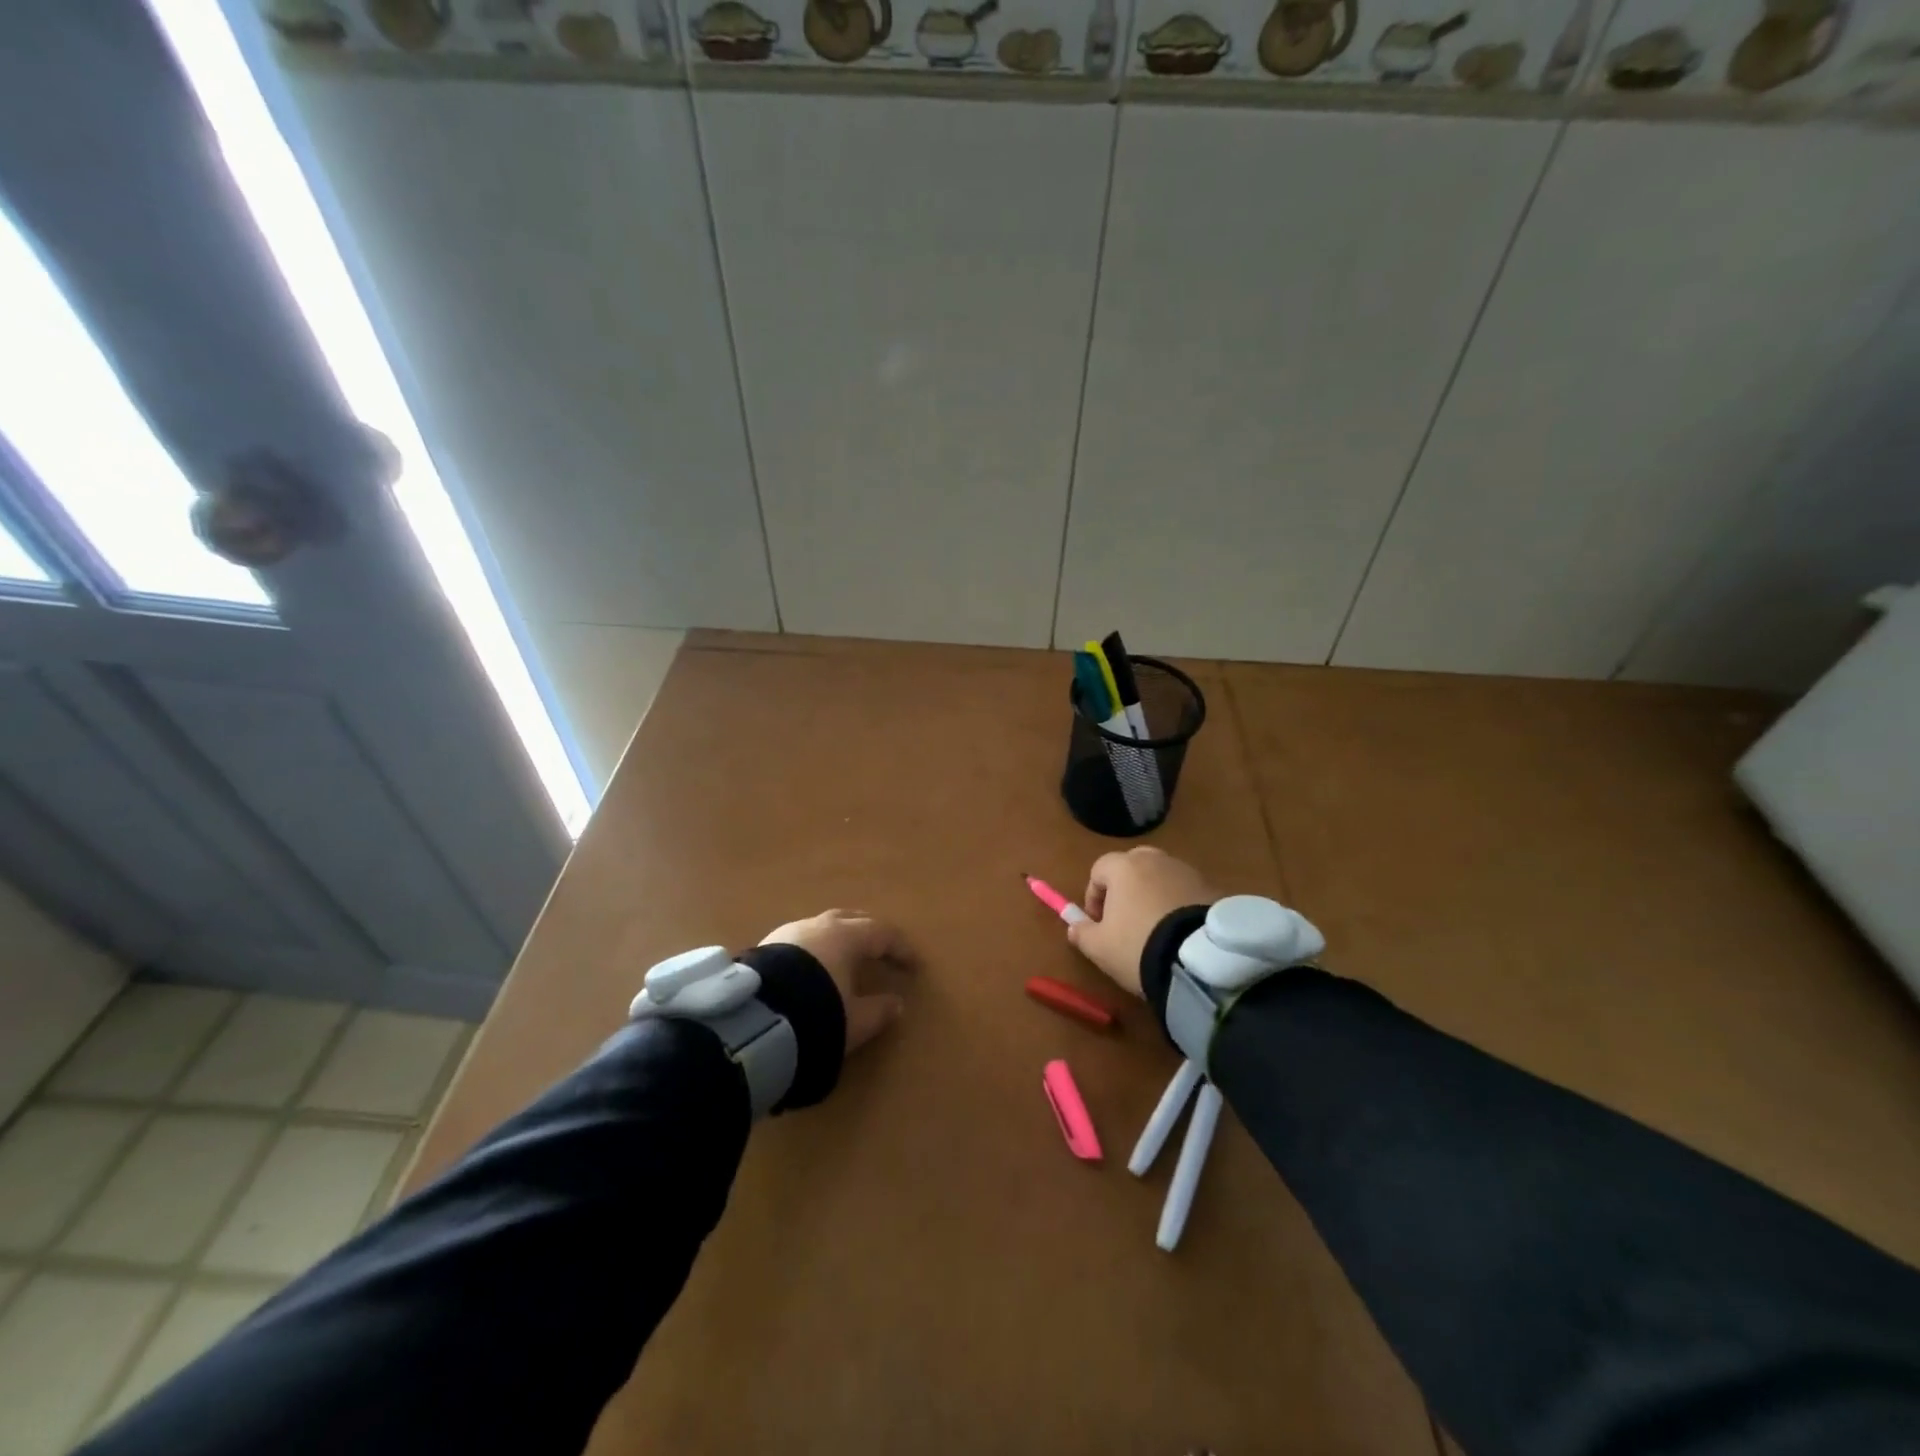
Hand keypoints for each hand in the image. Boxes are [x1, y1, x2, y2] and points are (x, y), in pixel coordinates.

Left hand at [760, 910, 909, 1054]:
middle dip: (869, 933)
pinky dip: (815, 950)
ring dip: (838, 939)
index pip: (882, 933)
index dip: (900, 948)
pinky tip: (812, 967)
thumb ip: (879, 1011)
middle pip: (852, 920)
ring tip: (845, 958)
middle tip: (881, 948)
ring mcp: (789, 933)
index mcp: (846, 937)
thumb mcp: (855, 1021)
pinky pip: (801, 941)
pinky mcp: (766, 946)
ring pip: (822, 927)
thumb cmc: (816, 1013)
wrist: (754, 1020)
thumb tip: (896, 1004)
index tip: (913, 965)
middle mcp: (819, 926)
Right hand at [1068, 848, 1216, 997]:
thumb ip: (1082, 933)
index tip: (1098, 922)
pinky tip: (1180, 932)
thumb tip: (1073, 926)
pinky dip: (1179, 904)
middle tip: (1126, 918)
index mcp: (1124, 867)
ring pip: (1162, 876)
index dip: (1093, 895)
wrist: (1198, 961)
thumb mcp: (1100, 947)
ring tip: (1156, 927)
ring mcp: (1187, 871)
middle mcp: (1156, 860)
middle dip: (1125, 887)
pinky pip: (1186, 891)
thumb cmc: (1137, 945)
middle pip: (1133, 864)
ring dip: (1154, 894)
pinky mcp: (1212, 888)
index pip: (1100, 869)